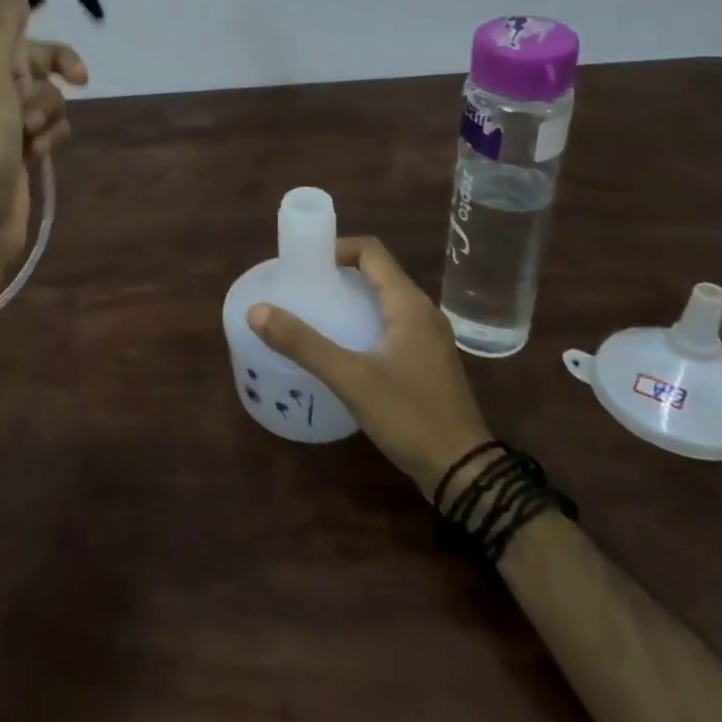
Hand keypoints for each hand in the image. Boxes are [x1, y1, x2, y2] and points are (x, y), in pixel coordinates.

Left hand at [0, 0, 88, 256]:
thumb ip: (4, 24)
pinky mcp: (19, 147)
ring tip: (31, 133)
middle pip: (25, 54)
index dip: (12, 14)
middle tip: (79, 75)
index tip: (44, 15)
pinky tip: (38, 154)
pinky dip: (48, 137)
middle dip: (50, 66)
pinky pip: (47, 125)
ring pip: (43, 92)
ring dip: (47, 110)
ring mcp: (0, 119)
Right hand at [247, 237, 492, 498]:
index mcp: (409, 304)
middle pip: (377, 273)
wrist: (465, 473)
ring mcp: (428, 338)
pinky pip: (391, 324)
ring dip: (350, 298)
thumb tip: (256, 311)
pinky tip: (341, 346)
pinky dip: (363, 321)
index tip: (304, 263)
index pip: (371, 252)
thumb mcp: (351, 378)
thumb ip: (303, 343)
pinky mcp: (427, 361)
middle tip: (302, 288)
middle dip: (338, 274)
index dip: (336, 248)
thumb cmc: (409, 416)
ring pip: (384, 300)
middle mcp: (423, 312)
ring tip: (314, 313)